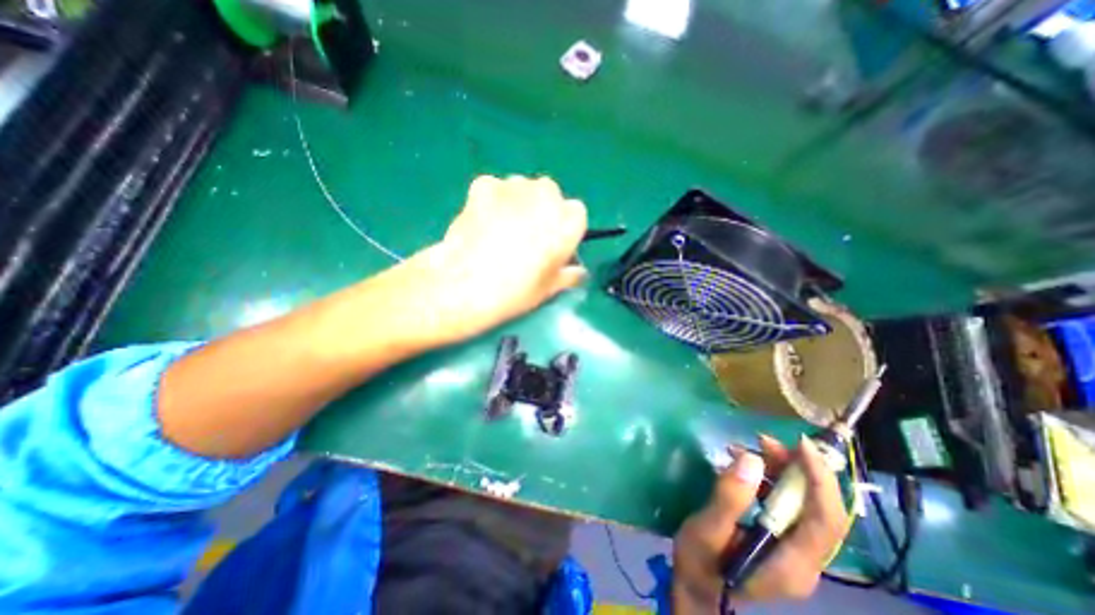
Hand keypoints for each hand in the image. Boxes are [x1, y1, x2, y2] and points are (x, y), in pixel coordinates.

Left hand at [416, 176, 585, 344]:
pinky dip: (492, 200)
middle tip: (526, 237)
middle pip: (550, 195)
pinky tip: (483, 222)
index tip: (553, 246)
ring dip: (518, 203)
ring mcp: (514, 186)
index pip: (576, 214)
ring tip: (501, 230)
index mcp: (568, 222)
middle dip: (542, 211)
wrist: (467, 284)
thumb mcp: (549, 289)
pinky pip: (495, 189)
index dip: (564, 229)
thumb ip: (569, 275)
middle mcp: (546, 196)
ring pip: (522, 189)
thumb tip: (578, 273)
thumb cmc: (516, 291)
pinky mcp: (485, 185)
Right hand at [673, 437, 849, 610]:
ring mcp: (795, 550)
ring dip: (782, 470)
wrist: (696, 587)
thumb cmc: (699, 562)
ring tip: (750, 447)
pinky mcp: (781, 540)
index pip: (826, 520)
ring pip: (804, 502)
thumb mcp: (707, 529)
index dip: (819, 479)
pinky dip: (771, 478)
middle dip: (796, 468)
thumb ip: (729, 497)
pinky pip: (787, 503)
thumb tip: (751, 459)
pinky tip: (746, 465)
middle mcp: (805, 559)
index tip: (801, 445)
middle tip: (763, 440)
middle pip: (818, 507)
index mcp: (793, 563)